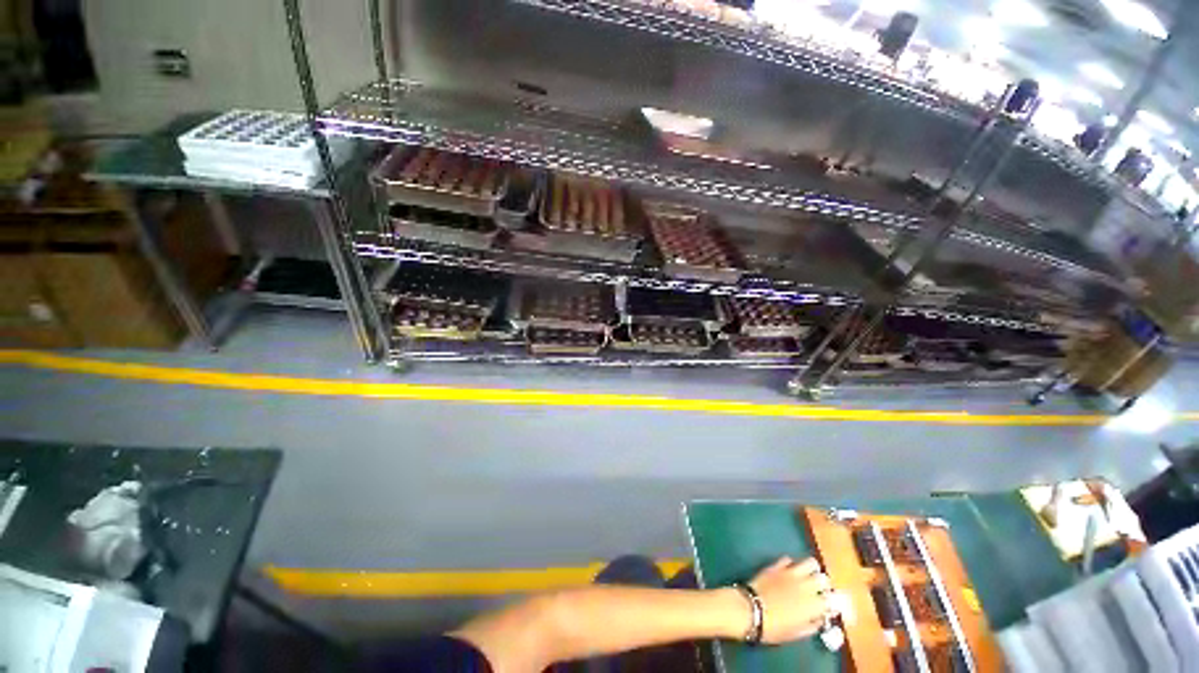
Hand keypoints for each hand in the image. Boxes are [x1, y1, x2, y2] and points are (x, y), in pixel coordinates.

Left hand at [748, 556, 839, 643]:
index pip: (832, 600)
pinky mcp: (777, 565)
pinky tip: (787, 572)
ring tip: (806, 577)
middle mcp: (806, 586)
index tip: (828, 607)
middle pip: (824, 579)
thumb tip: (819, 619)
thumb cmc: (774, 628)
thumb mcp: (797, 633)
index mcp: (813, 605)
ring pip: (810, 563)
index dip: (831, 603)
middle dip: (823, 585)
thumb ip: (812, 625)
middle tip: (817, 591)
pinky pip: (788, 559)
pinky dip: (791, 565)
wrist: (751, 610)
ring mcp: (791, 573)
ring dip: (810, 570)